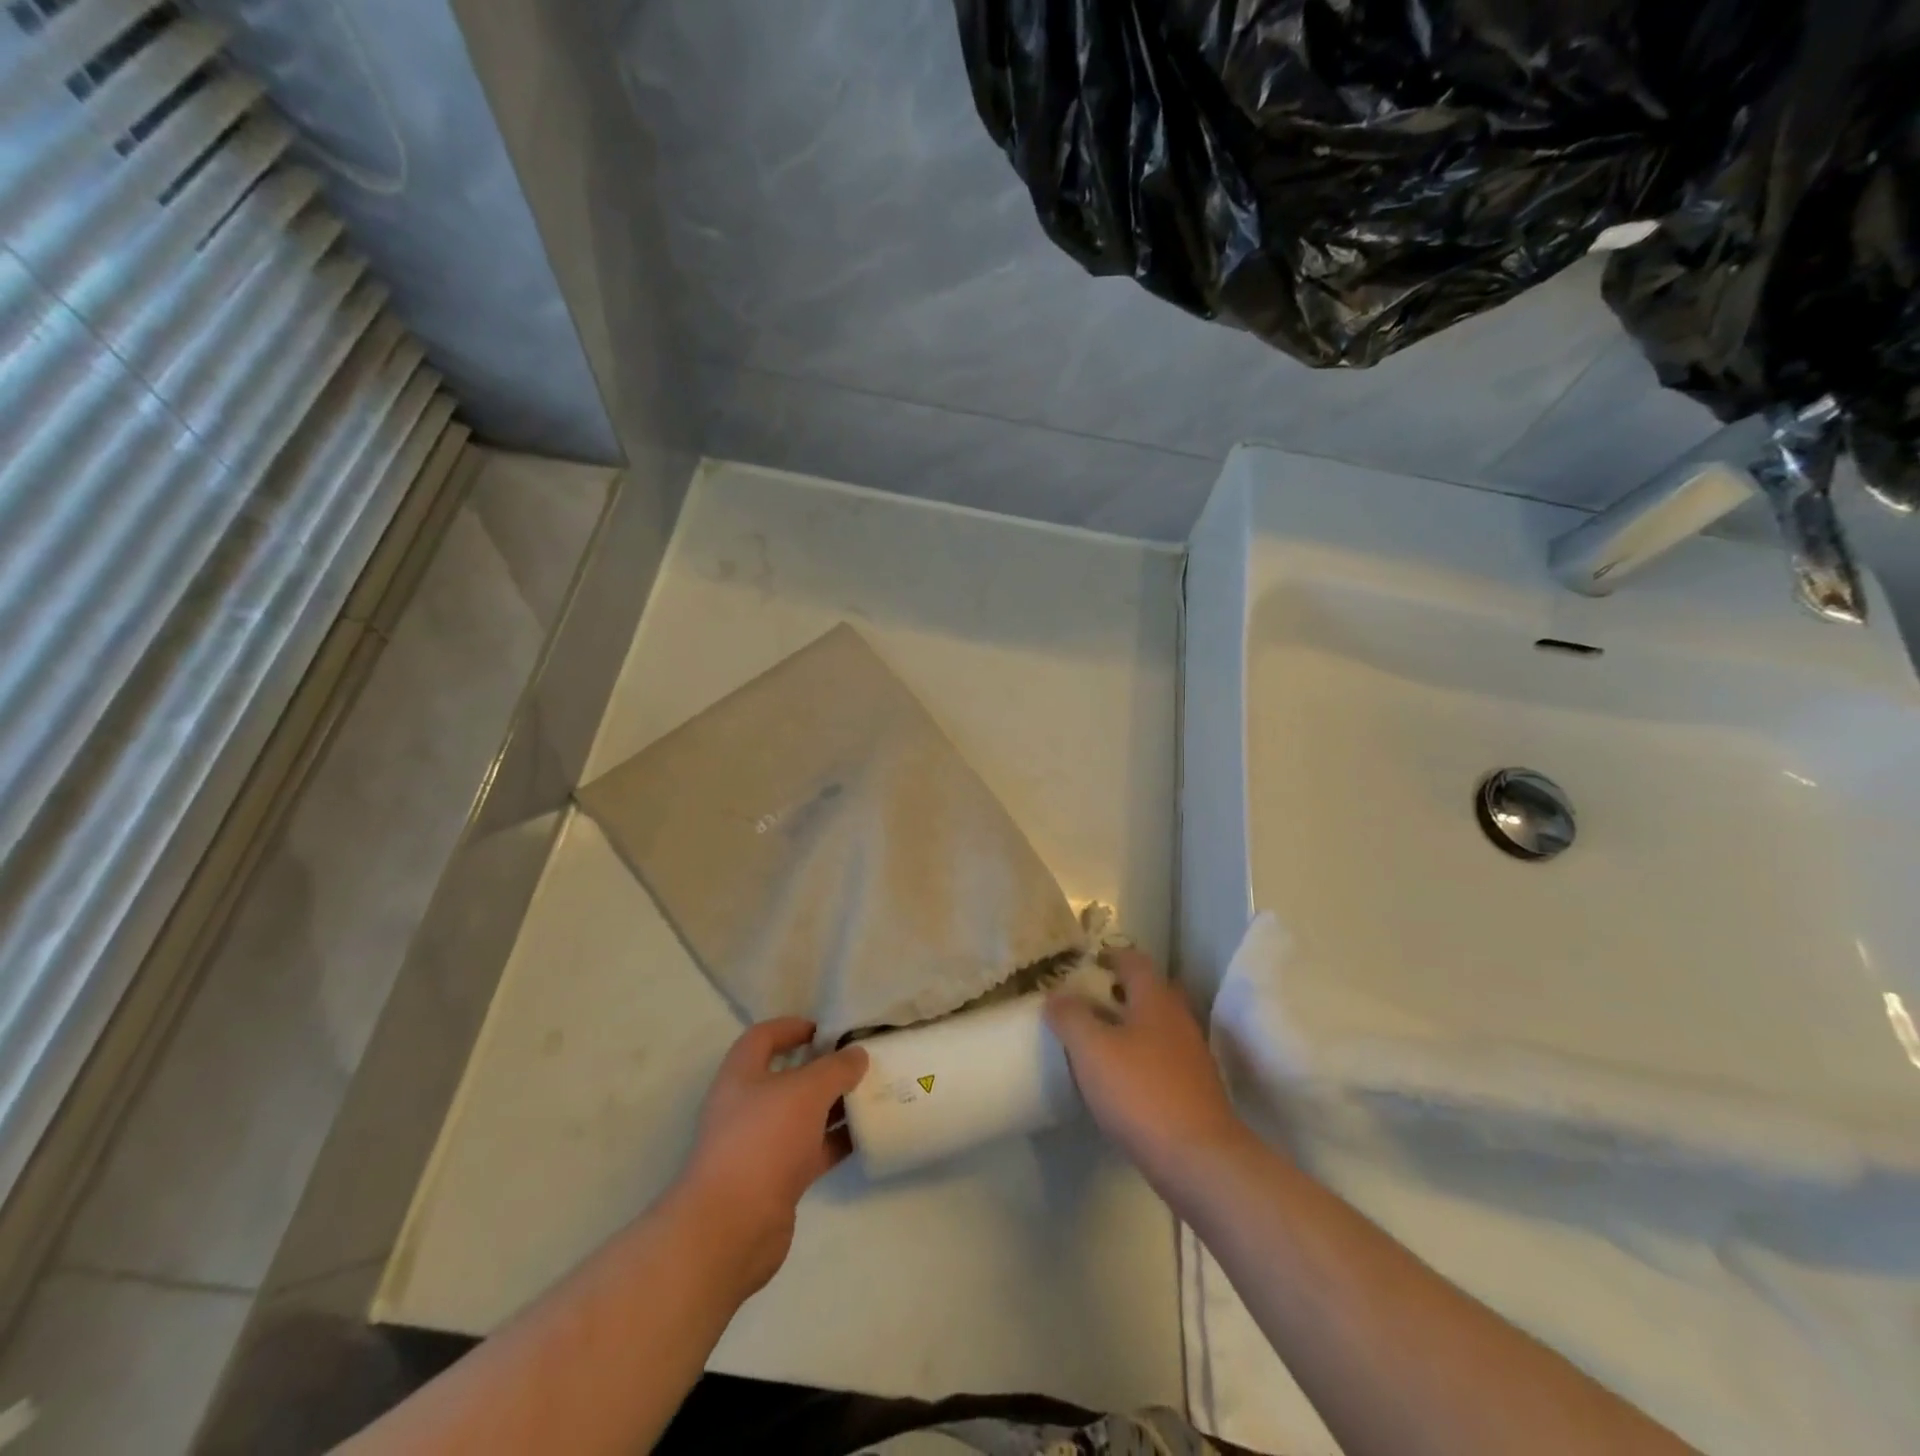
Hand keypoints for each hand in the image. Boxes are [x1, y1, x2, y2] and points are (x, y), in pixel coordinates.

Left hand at [672, 1019, 867, 1294]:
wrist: (731, 1227)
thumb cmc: (763, 1140)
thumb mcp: (806, 1091)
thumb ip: (836, 1068)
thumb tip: (857, 1054)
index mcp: (741, 1076)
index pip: (763, 1037)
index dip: (792, 1027)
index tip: (827, 1029)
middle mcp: (747, 1106)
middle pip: (787, 1077)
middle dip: (823, 1068)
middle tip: (859, 1062)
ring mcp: (760, 1145)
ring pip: (803, 1115)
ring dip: (834, 1105)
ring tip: (873, 1093)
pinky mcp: (776, 1180)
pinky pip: (812, 1150)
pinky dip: (836, 1141)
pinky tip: (867, 1134)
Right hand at [1046, 949, 1250, 1192]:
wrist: (1200, 1161)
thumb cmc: (1142, 1092)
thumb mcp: (1092, 1050)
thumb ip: (1071, 1017)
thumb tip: (1056, 995)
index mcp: (1156, 999)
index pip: (1134, 960)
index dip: (1109, 956)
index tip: (1084, 962)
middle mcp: (1179, 1019)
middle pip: (1149, 991)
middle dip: (1120, 990)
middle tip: (1087, 999)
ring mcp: (1192, 1056)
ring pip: (1157, 1026)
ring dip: (1130, 1025)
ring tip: (1097, 1039)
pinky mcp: (1195, 1090)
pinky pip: (1162, 1058)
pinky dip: (1141, 1057)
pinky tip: (1120, 1078)